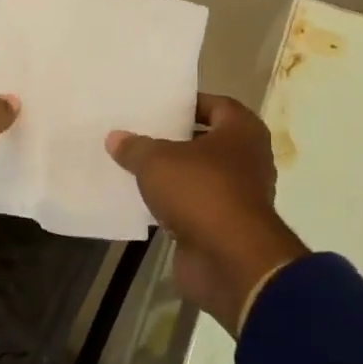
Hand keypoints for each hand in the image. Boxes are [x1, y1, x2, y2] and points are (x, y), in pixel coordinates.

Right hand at [107, 94, 307, 333]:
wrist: (229, 260)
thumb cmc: (201, 192)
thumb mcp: (157, 162)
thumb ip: (135, 147)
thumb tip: (115, 137)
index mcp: (242, 132)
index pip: (216, 105)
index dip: (187, 104)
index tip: (157, 106)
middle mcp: (247, 159)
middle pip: (206, 141)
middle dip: (175, 140)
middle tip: (138, 134)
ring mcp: (238, 196)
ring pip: (199, 176)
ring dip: (172, 175)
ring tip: (134, 166)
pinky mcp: (224, 226)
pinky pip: (193, 207)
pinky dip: (173, 205)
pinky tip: (143, 201)